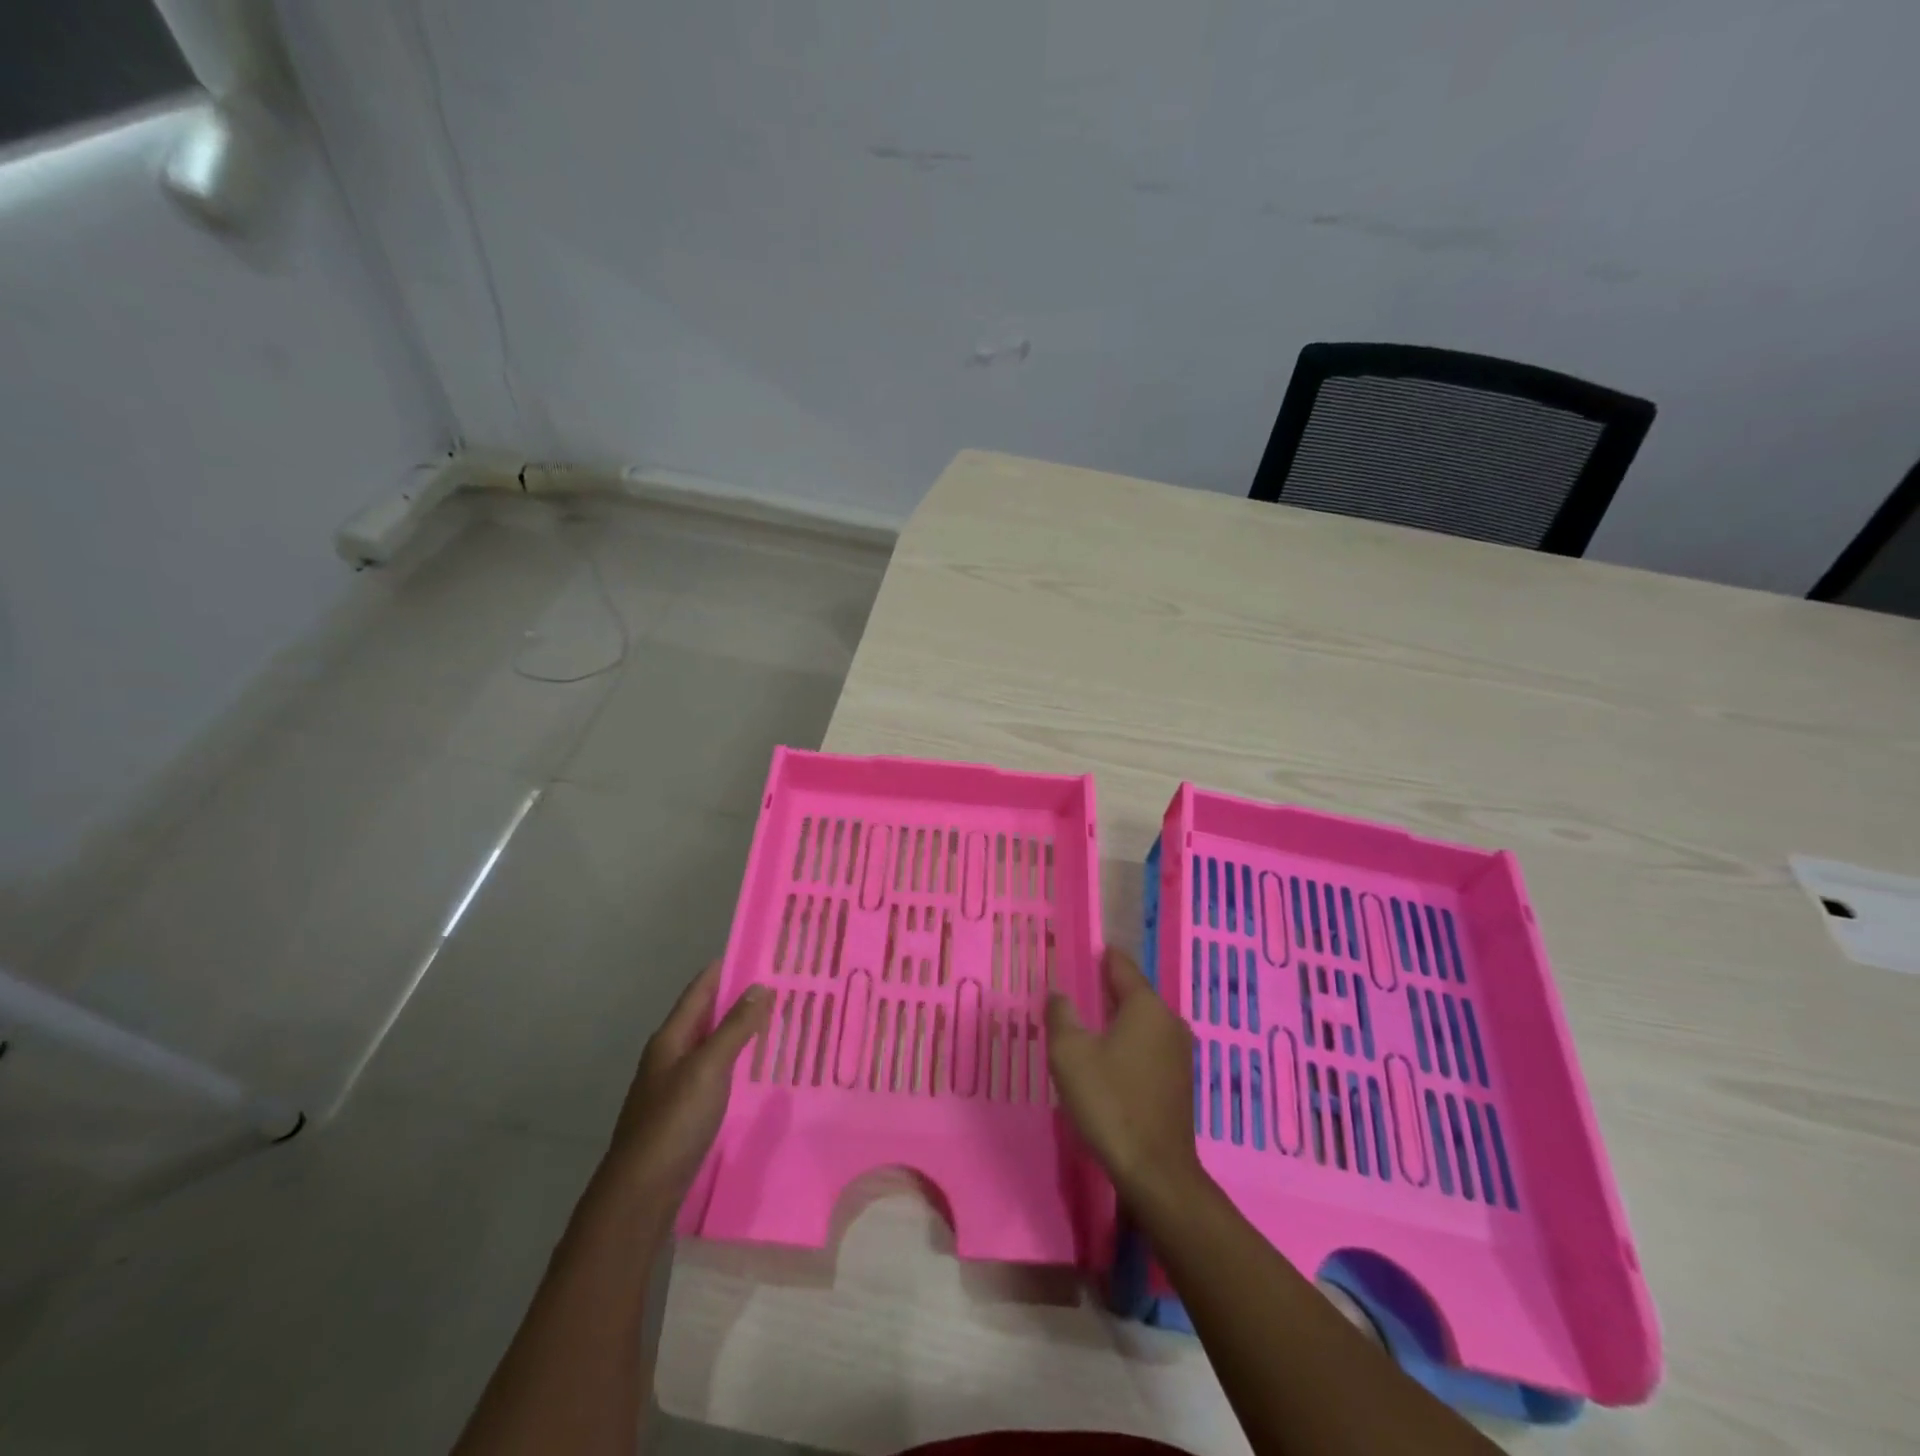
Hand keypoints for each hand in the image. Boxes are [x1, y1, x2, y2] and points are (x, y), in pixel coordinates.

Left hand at [604, 962, 770, 1199]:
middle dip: (737, 998)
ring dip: (738, 1030)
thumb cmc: (674, 1121)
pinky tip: (756, 1067)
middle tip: (778, 983)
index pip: (699, 991)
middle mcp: (670, 1056)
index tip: (757, 951)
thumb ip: (734, 1027)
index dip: (724, 970)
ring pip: (711, 1045)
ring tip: (776, 1019)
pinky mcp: (684, 1112)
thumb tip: (760, 986)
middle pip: (705, 1016)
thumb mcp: (708, 1068)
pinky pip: (715, 1072)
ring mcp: (675, 1086)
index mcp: (670, 1038)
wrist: (642, 1192)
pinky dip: (736, 1061)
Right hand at [1046, 947, 1202, 1203]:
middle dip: (1104, 989)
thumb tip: (1059, 993)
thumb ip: (1061, 1015)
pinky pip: (1148, 1047)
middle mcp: (1169, 1021)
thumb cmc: (1110, 1103)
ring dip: (1115, 1020)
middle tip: (1074, 989)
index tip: (1080, 951)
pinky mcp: (1179, 1081)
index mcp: (1146, 1006)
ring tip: (1085, 1023)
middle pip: (1132, 993)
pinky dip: (1127, 1044)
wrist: (1155, 1172)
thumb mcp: (1070, 1054)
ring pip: (1141, 1023)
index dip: (1099, 956)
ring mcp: (1179, 1053)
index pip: (1121, 966)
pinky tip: (1107, 1058)